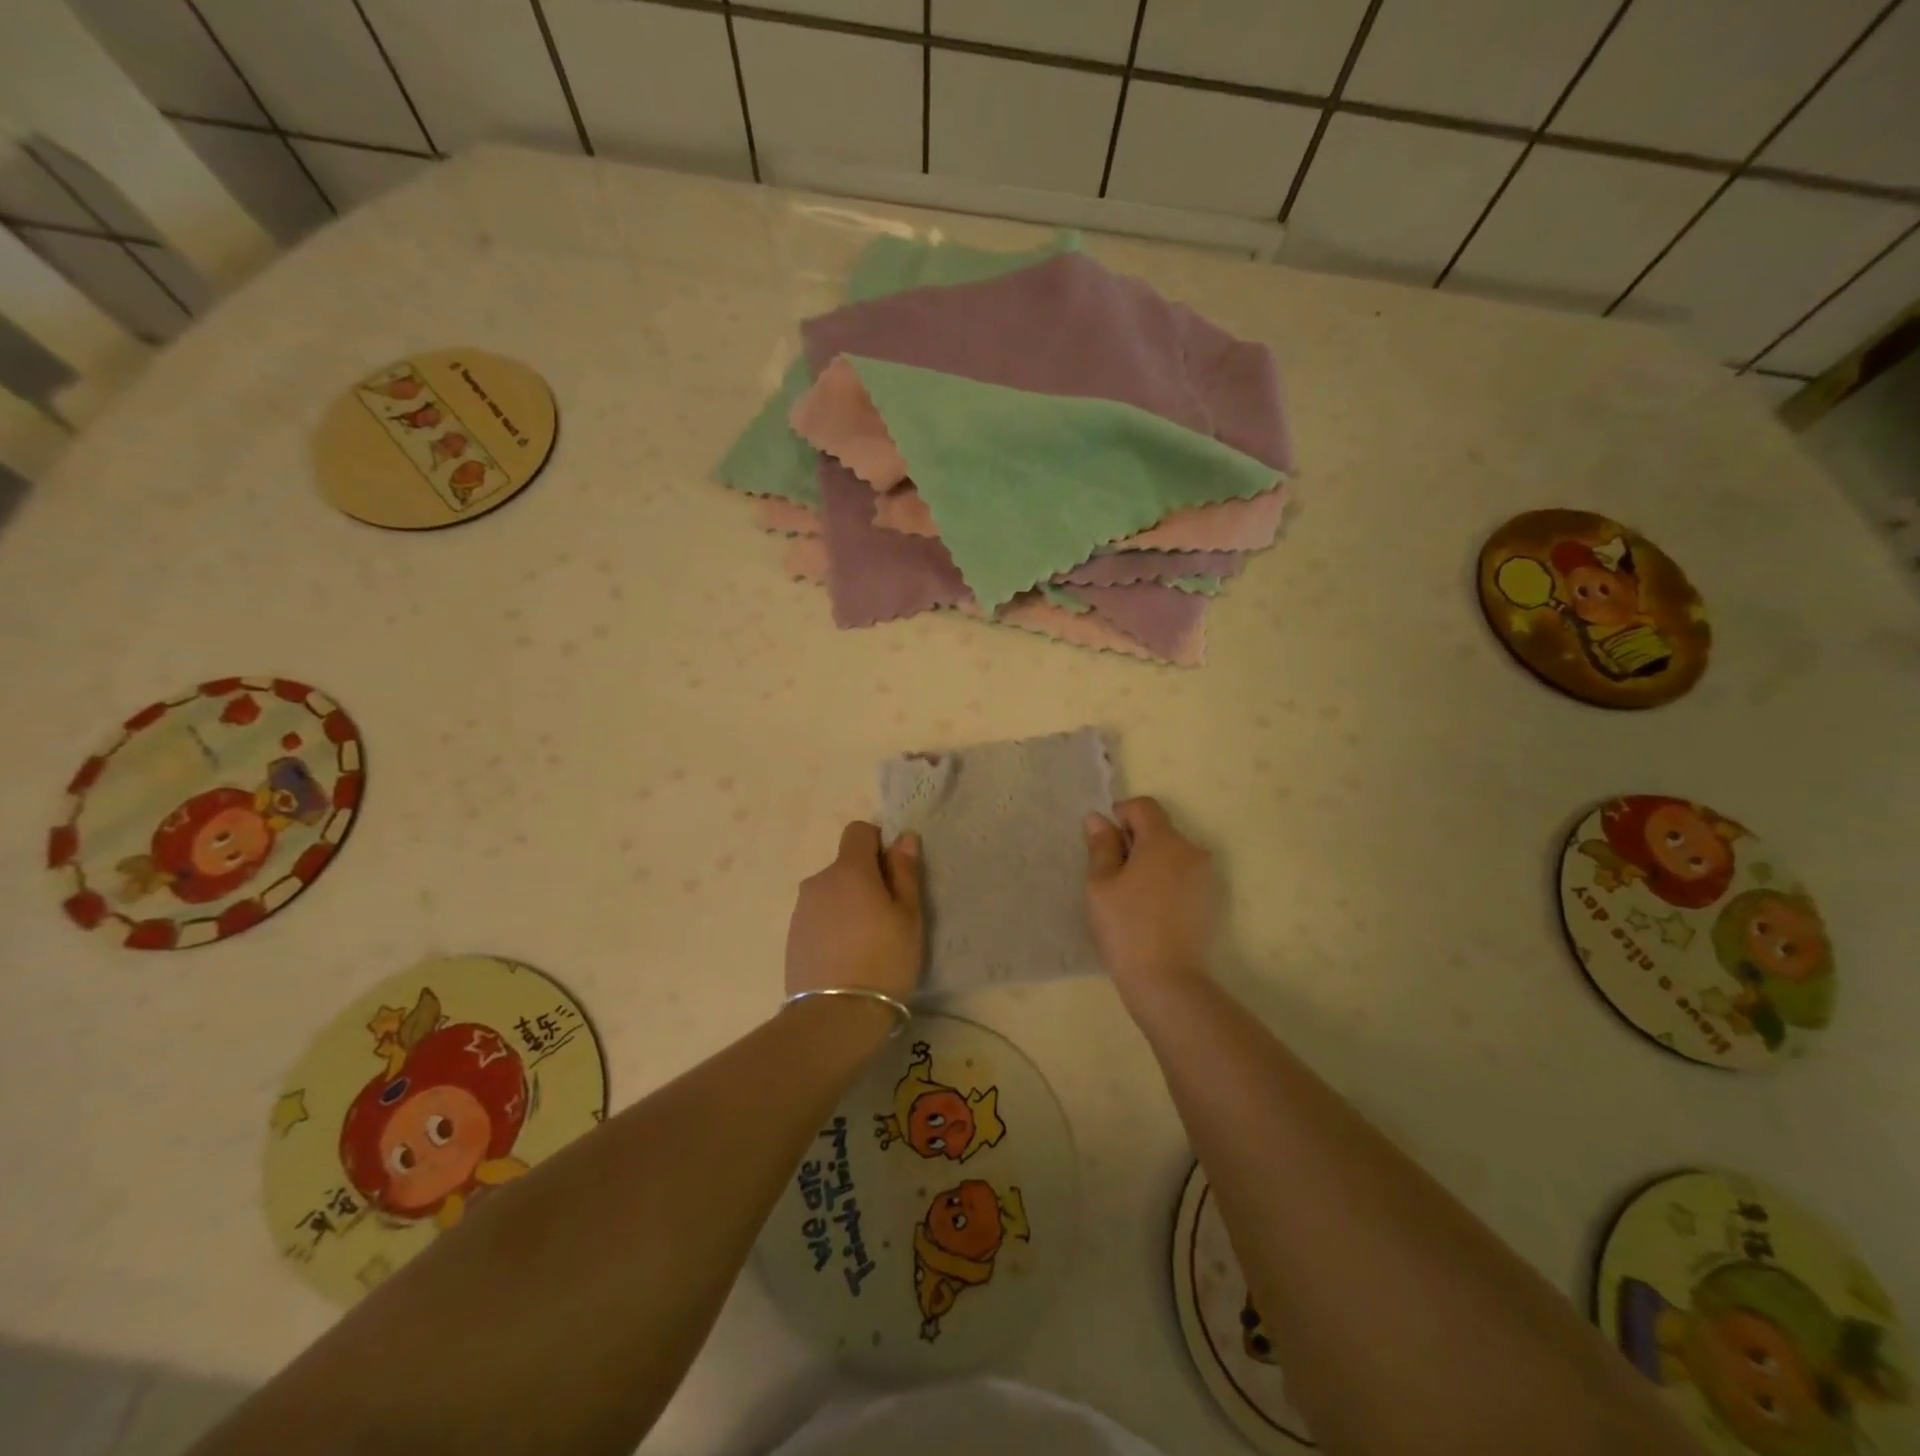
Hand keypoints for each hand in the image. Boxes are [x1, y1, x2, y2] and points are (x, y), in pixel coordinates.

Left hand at [785, 822, 923, 1001]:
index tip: (893, 872)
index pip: (858, 831)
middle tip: (888, 916)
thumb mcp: (908, 916)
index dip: (878, 844)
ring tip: (866, 942)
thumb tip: (904, 837)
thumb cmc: (884, 960)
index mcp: (849, 870)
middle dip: (866, 879)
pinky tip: (846, 957)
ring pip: (831, 893)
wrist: (835, 1017)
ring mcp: (801, 910)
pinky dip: (833, 926)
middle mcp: (819, 881)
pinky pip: (819, 917)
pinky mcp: (792, 937)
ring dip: (848, 904)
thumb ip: (905, 872)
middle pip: (845, 865)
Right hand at [1084, 797, 1216, 995]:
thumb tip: (1098, 819)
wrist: (1167, 980)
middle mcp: (1192, 850)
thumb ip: (1101, 846)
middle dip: (1134, 842)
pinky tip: (1150, 910)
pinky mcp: (1210, 900)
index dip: (1120, 816)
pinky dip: (1165, 881)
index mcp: (1164, 841)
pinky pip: (1182, 875)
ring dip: (1150, 862)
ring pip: (1171, 853)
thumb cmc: (1126, 927)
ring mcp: (1205, 876)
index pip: (1144, 806)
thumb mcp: (1101, 884)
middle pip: (1159, 829)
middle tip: (1112, 875)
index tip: (1104, 844)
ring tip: (1131, 897)